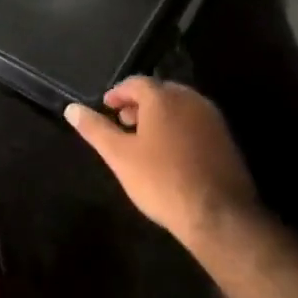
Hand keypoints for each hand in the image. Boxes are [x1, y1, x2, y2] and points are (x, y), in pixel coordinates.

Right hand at [65, 77, 257, 248]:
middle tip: (122, 121)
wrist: (218, 214)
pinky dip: (178, 128)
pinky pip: (195, 123)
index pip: (136, 83)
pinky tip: (169, 153)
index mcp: (164, 98)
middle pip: (160, 92)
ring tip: (143, 138)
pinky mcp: (226, 139)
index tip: (106, 107)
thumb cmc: (161, 180)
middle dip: (139, 103)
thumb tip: (71, 108)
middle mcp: (191, 100)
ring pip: (180, 107)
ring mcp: (213, 119)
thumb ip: (95, 129)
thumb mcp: (119, 155)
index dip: (118, 93)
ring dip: (159, 115)